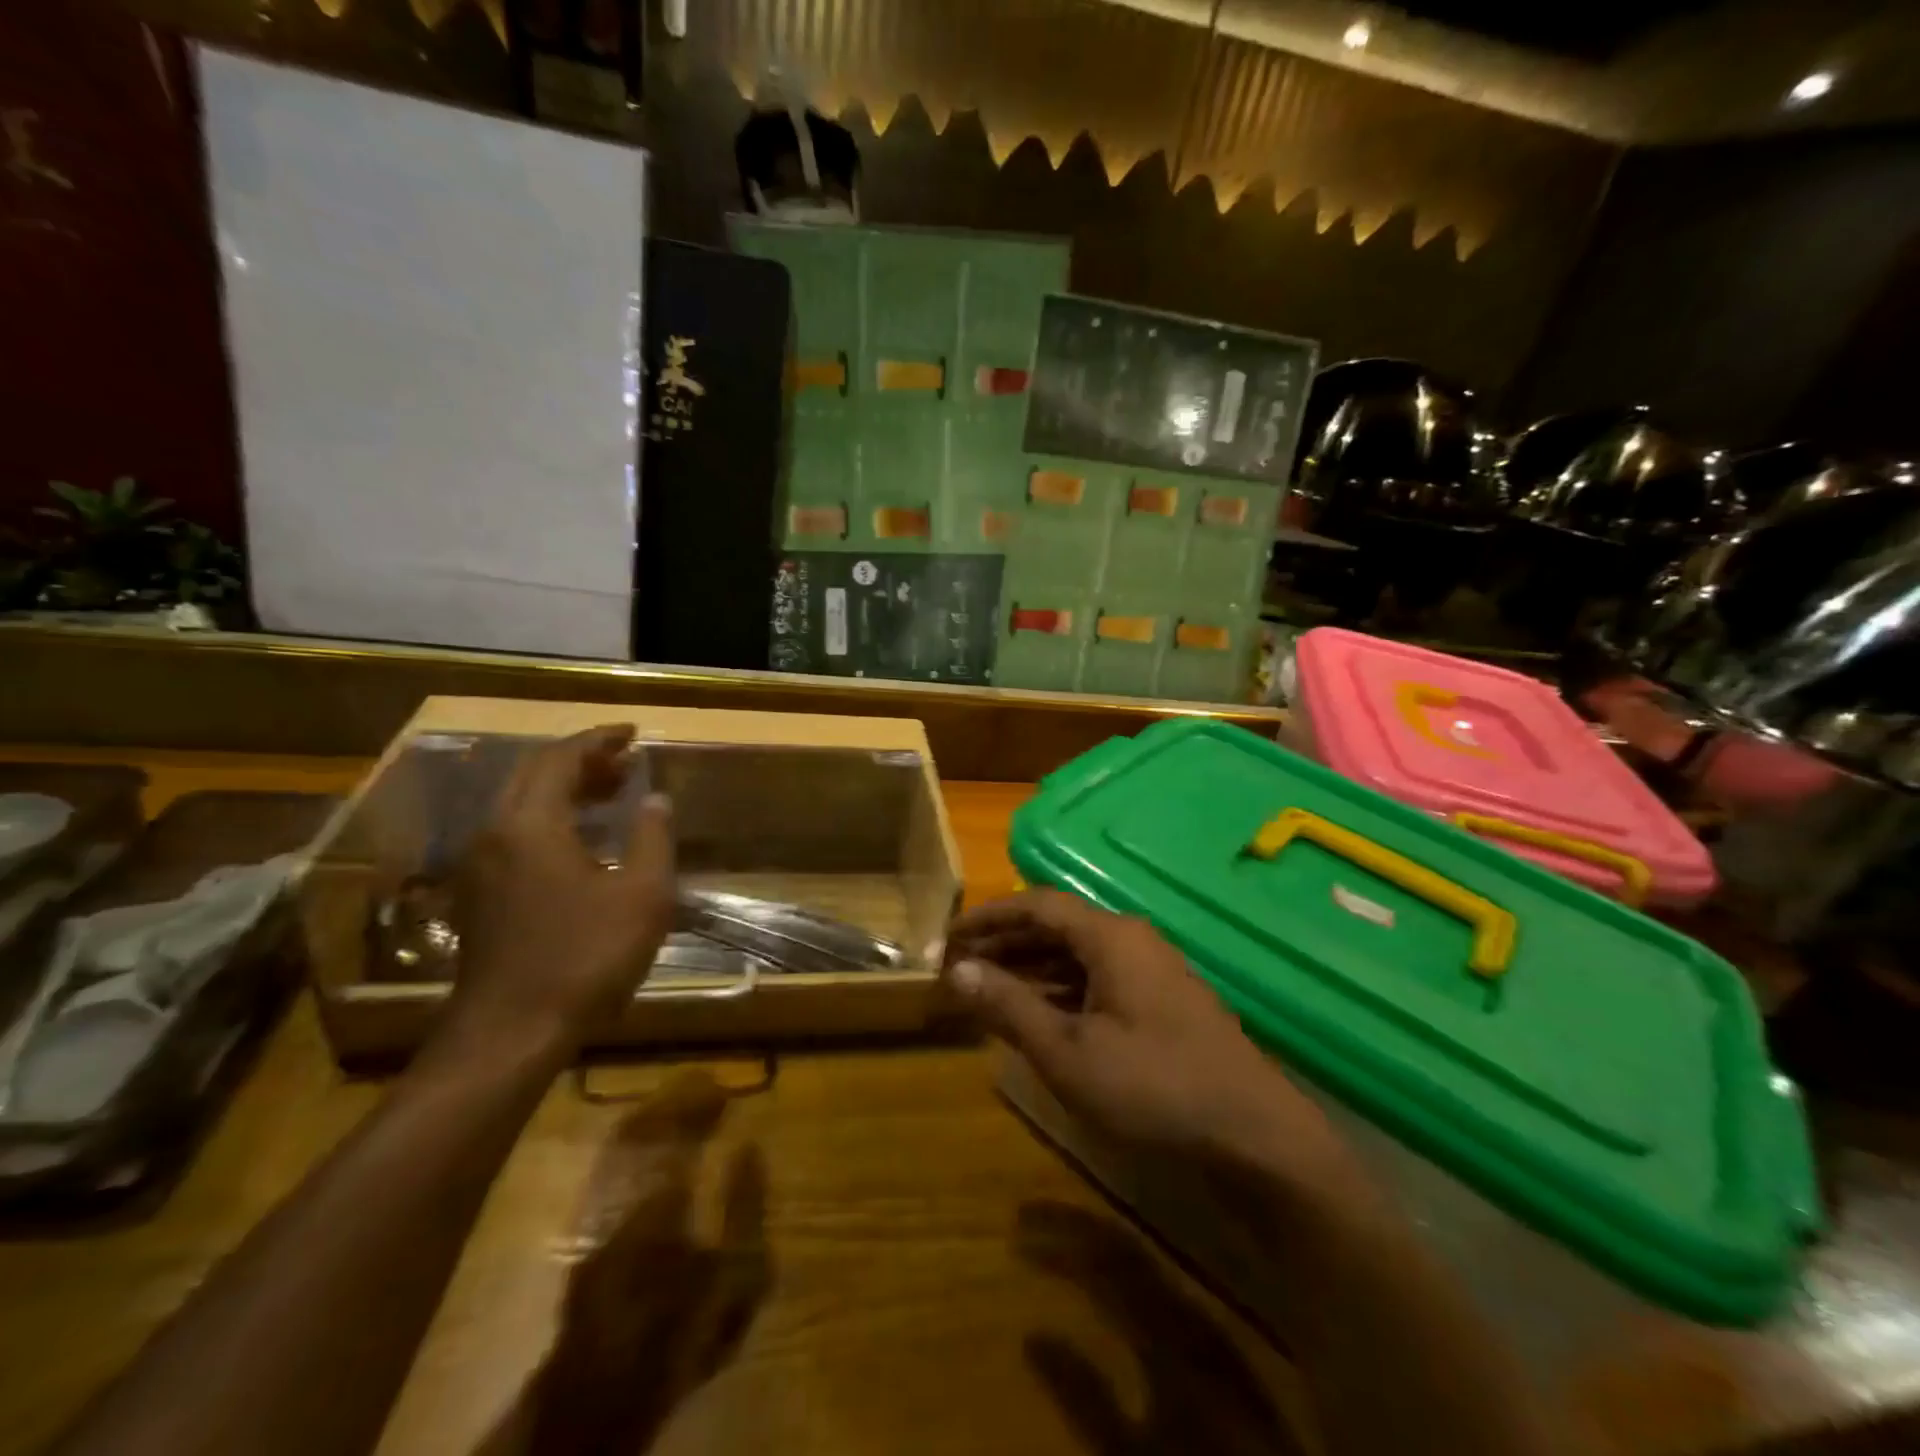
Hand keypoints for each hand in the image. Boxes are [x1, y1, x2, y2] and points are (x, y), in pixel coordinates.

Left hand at [441, 725, 674, 1060]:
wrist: (511, 1031)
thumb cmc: (585, 957)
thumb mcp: (642, 895)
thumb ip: (653, 838)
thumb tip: (656, 800)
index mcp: (531, 824)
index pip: (561, 759)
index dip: (599, 740)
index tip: (633, 734)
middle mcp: (495, 833)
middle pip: (533, 774)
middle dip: (581, 760)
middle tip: (625, 761)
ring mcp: (480, 865)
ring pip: (520, 803)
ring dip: (564, 788)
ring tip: (612, 791)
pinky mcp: (478, 893)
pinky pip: (514, 831)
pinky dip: (549, 816)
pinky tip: (582, 838)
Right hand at [945, 889, 1356, 1182]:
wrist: (1255, 1137)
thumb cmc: (1153, 1087)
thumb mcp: (1068, 1052)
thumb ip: (1010, 1006)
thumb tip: (959, 971)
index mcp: (1110, 937)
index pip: (1037, 905)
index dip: (988, 917)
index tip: (948, 938)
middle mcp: (1131, 941)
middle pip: (1056, 927)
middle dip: (1005, 944)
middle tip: (960, 968)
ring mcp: (1151, 972)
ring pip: (1077, 956)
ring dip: (1030, 970)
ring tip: (987, 991)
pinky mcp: (1161, 1004)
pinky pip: (1097, 981)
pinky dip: (1060, 991)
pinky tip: (1037, 1017)